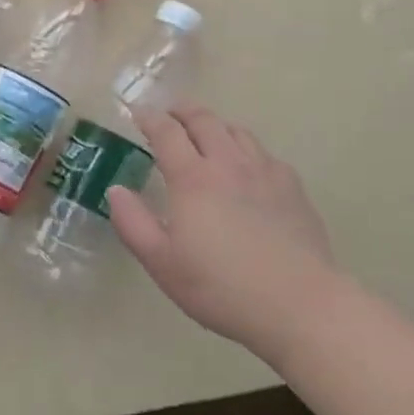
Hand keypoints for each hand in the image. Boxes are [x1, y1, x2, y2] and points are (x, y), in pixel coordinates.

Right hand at [106, 104, 338, 355]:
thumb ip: (132, 223)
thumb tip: (115, 190)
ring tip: (206, 134)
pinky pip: (264, 153)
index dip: (149, 117)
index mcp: (192, 178)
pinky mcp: (292, 187)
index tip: (137, 112)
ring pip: (237, 131)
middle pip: (204, 120)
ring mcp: (265, 171)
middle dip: (182, 110)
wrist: (297, 304)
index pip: (166, 132)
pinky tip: (246, 167)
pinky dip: (246, 148)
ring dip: (215, 125)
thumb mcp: (161, 263)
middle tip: (169, 113)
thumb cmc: (219, 287)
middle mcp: (228, 163)